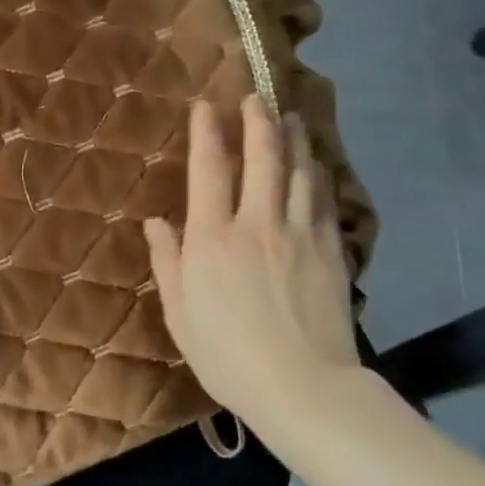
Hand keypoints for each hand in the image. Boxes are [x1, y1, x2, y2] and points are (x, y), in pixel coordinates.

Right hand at [143, 96, 359, 435]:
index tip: (206, 105)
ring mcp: (298, 234)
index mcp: (212, 239)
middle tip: (256, 96)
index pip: (208, 171)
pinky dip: (318, 175)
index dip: (206, 133)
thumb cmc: (228, 356)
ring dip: (293, 139)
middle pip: (260, 158)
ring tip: (291, 116)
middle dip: (257, 122)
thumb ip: (167, 263)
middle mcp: (256, 224)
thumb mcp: (180, 314)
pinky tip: (317, 164)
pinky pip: (322, 200)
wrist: (305, 389)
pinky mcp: (329, 251)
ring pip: (298, 172)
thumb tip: (155, 223)